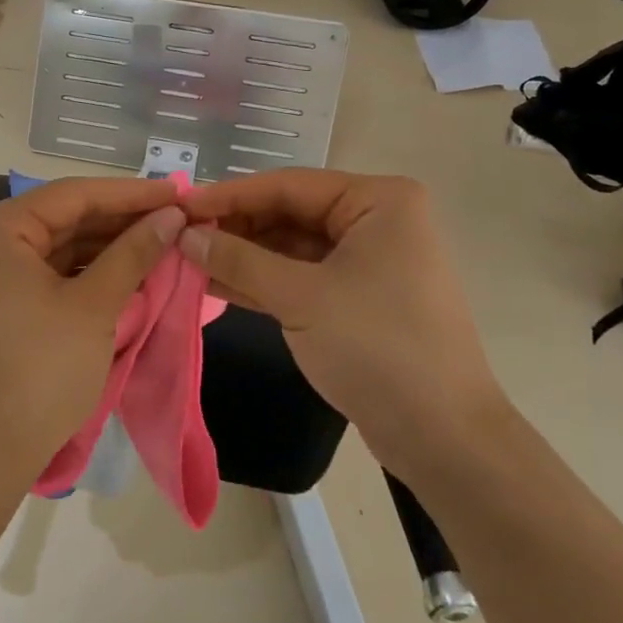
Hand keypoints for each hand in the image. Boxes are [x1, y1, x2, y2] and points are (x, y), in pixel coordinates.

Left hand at [0, 177, 185, 492]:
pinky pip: (43, 268)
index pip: (73, 196)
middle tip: (176, 217)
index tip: (179, 191)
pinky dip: (83, 269)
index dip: (131, 194)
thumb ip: (134, 253)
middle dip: (120, 220)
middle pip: (63, 217)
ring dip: (106, 244)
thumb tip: (172, 216)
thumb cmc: (40, 373)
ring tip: (161, 239)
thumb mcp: (94, 307)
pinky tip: (125, 266)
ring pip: (56, 243)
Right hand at [179, 170, 504, 451]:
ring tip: (189, 260)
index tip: (180, 206)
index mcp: (378, 201)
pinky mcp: (359, 297)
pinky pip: (303, 276)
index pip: (288, 185)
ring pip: (292, 247)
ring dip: (245, 255)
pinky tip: (217, 283)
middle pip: (290, 213)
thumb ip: (239, 259)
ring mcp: (369, 260)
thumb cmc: (376, 347)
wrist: (442, 437)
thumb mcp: (301, 297)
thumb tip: (185, 235)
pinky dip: (264, 280)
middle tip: (180, 237)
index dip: (230, 196)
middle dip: (236, 228)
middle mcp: (376, 220)